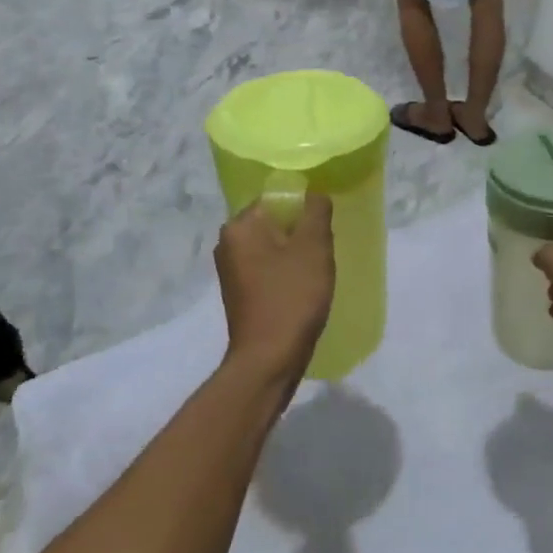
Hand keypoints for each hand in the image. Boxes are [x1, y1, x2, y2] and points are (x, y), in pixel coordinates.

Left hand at [215, 193, 335, 393]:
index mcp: (239, 226)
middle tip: (324, 248)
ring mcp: (230, 269)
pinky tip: (303, 286)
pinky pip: (267, 267)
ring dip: (295, 252)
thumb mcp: (314, 246)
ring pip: (272, 245)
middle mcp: (227, 243)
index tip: (324, 227)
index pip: (276, 197)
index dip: (305, 207)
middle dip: (301, 231)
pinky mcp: (239, 292)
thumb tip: (314, 194)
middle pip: (274, 221)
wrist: (270, 358)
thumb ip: (316, 210)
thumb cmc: (292, 296)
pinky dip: (285, 271)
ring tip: (317, 269)